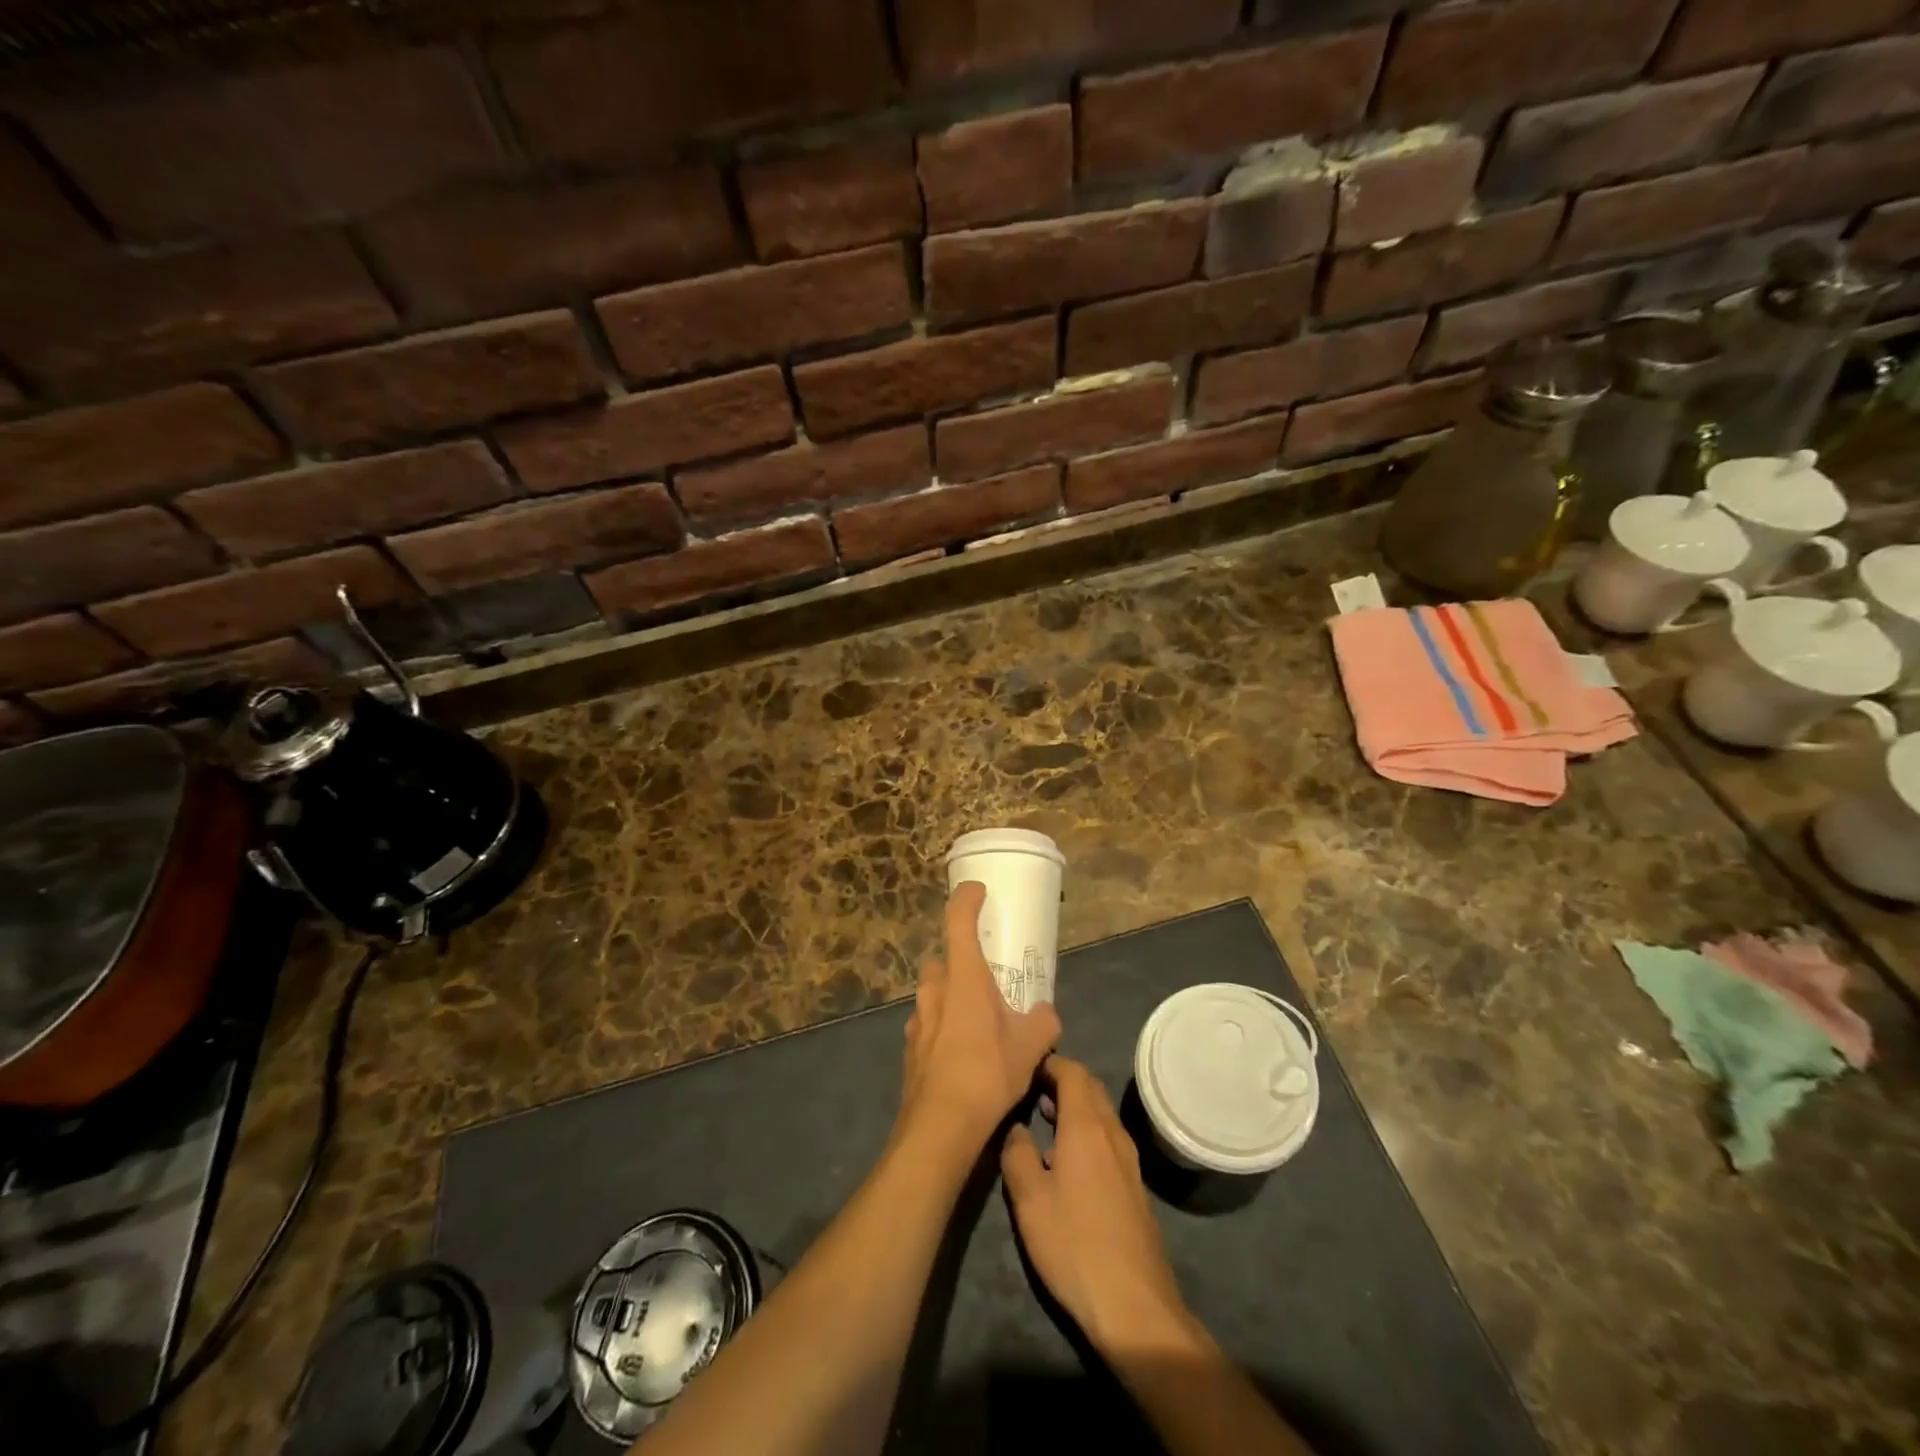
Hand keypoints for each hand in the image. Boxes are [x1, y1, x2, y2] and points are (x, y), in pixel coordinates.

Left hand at [899, 882, 1060, 1150]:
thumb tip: (1046, 1014)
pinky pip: (928, 1022)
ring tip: (977, 1019)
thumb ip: (1043, 1021)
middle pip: (942, 959)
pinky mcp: (910, 1048)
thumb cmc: (986, 1073)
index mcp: (963, 978)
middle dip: (960, 960)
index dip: (966, 899)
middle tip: (985, 975)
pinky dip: (943, 1026)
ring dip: (951, 995)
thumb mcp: (1030, 1047)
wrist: (940, 1128)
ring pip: (933, 992)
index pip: (958, 921)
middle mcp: (935, 990)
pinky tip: (961, 1052)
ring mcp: (916, 1019)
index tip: (977, 891)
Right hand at [1001, 1056, 1187, 1352]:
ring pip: (1101, 1112)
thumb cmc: (1074, 1244)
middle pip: (1090, 1086)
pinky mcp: (1134, 1184)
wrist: (1135, 1305)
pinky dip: (1086, 1129)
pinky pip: (1108, 1136)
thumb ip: (1017, 1153)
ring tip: (1043, 1118)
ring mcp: (1128, 1158)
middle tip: (1030, 1089)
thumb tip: (1015, 1127)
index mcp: (1087, 1125)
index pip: (1072, 1071)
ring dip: (1075, 1105)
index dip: (1049, 1063)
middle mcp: (1112, 1132)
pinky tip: (1067, 1156)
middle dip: (1061, 1080)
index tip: (1023, 1067)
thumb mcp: (1029, 1200)